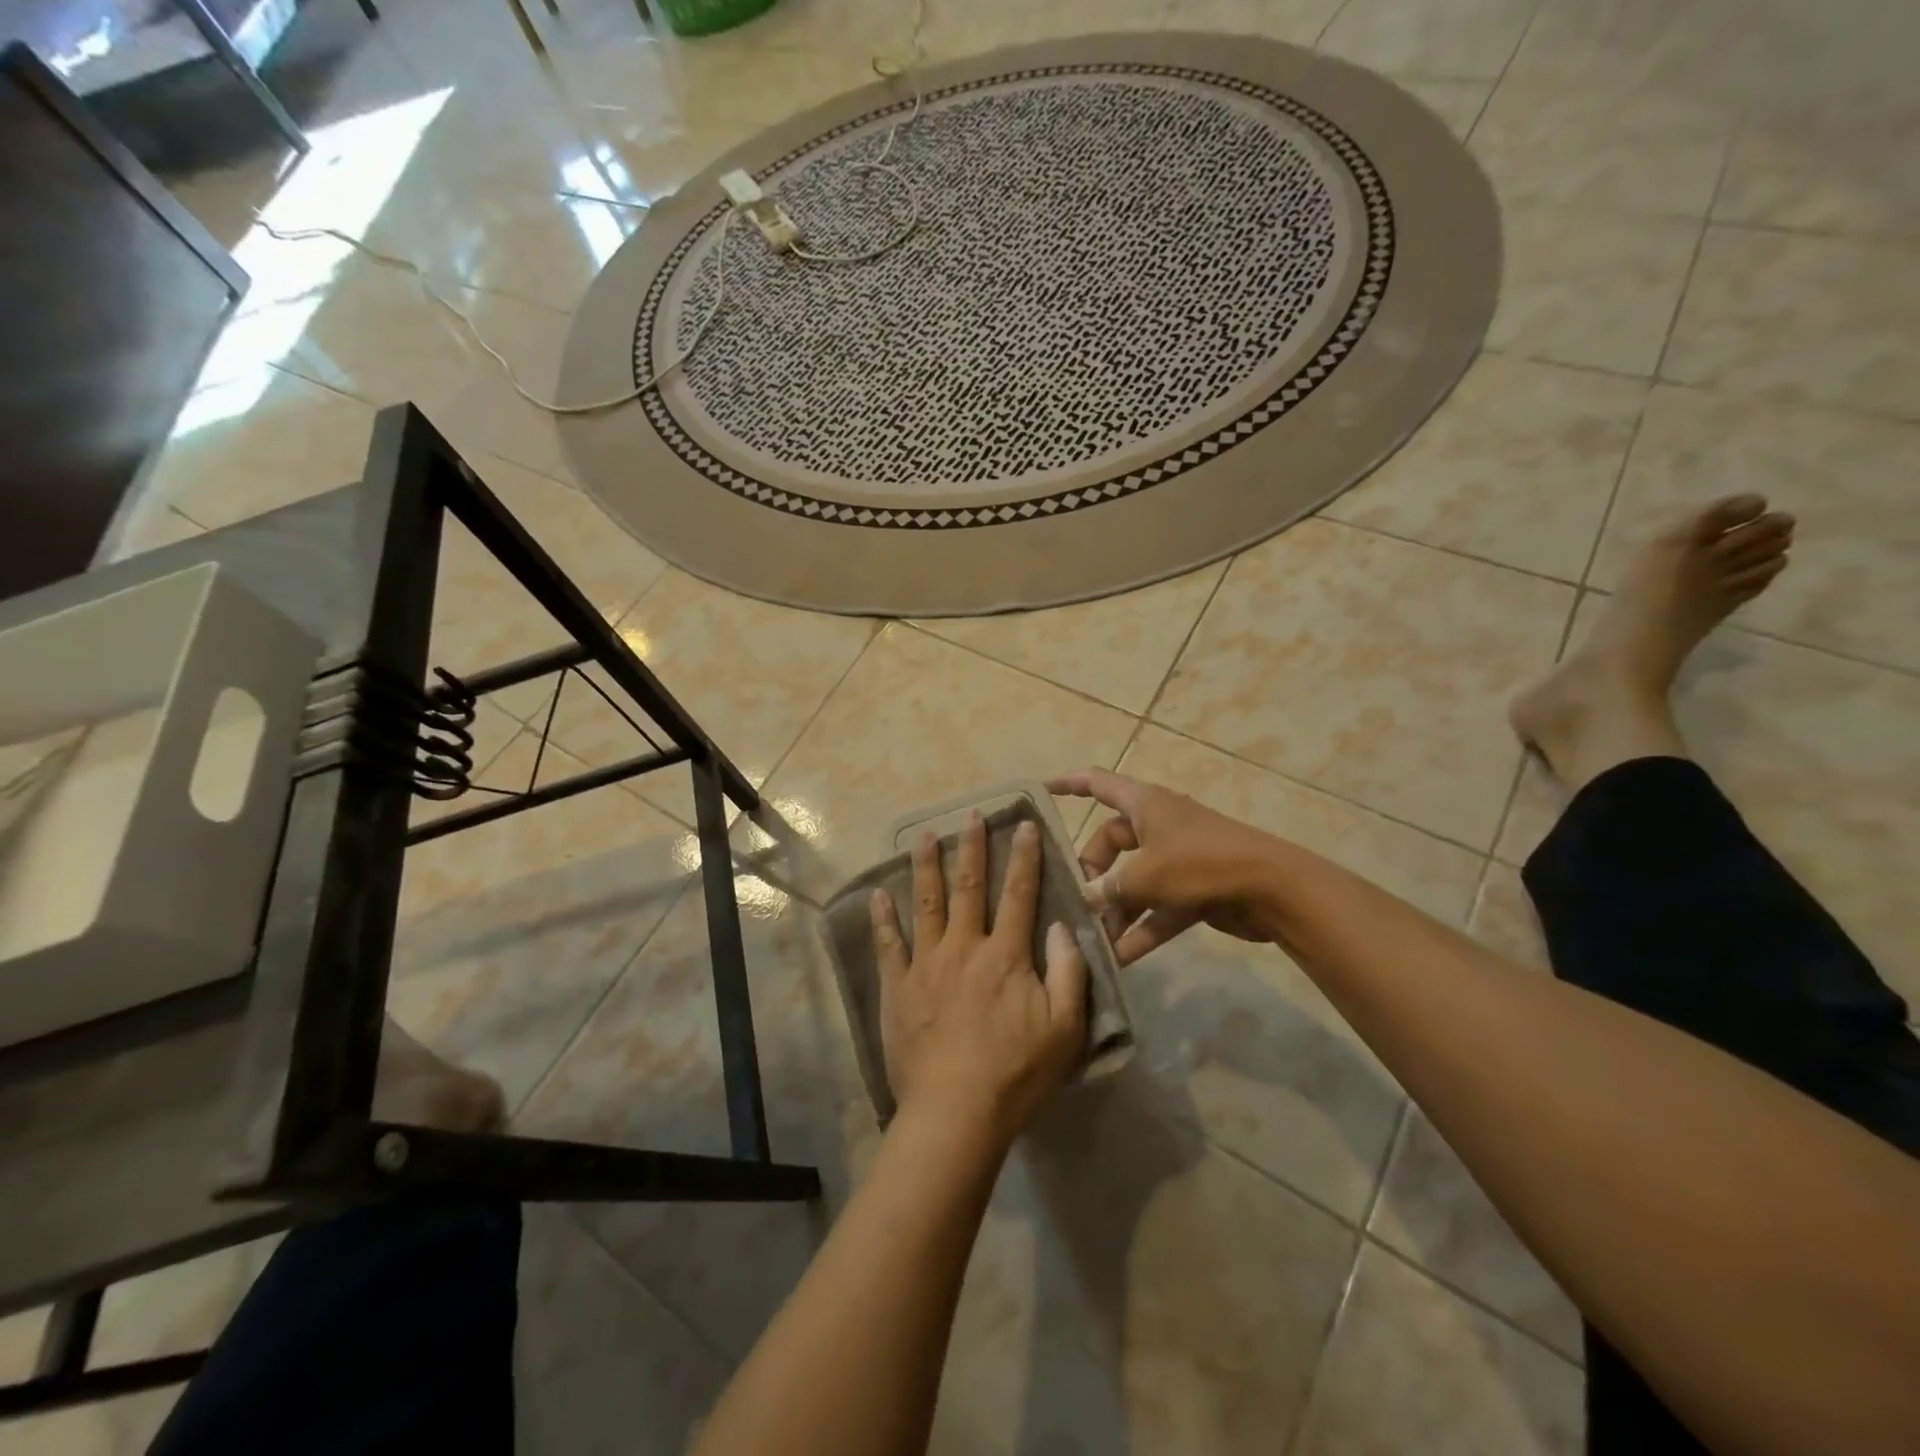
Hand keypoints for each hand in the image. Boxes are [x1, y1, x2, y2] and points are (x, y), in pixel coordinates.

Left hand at [869, 813, 1088, 1144]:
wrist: (955, 1111)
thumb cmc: (1016, 1073)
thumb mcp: (1065, 1028)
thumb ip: (1069, 972)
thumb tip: (1064, 925)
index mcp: (1006, 955)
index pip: (1019, 893)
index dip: (1024, 856)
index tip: (1024, 823)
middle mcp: (964, 947)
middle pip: (968, 887)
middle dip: (971, 847)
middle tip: (970, 815)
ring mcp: (926, 964)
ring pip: (926, 903)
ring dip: (926, 866)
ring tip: (924, 836)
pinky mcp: (897, 987)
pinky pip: (887, 944)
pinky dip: (882, 918)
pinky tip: (877, 894)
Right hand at [1045, 768, 1279, 964]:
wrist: (1272, 889)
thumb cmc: (1201, 864)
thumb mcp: (1145, 874)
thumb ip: (1109, 887)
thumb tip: (1086, 898)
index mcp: (1144, 804)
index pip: (1097, 783)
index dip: (1068, 783)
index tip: (1041, 789)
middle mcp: (1158, 826)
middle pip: (1111, 842)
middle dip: (1092, 872)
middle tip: (1078, 901)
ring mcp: (1177, 858)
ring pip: (1134, 880)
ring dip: (1116, 909)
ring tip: (1094, 938)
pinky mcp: (1194, 889)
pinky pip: (1158, 908)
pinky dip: (1142, 929)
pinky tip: (1122, 958)